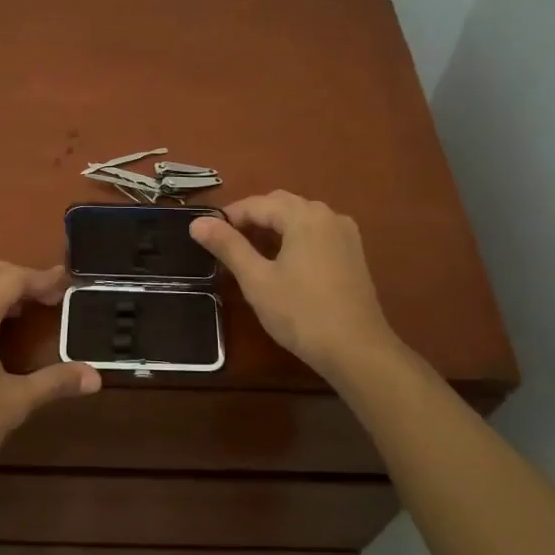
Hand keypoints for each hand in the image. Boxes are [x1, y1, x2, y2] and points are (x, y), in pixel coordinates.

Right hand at [191, 192, 399, 385]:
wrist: (357, 350)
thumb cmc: (302, 313)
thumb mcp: (257, 280)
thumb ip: (228, 246)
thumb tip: (197, 222)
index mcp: (304, 215)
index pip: (257, 204)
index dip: (229, 217)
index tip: (207, 235)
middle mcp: (328, 215)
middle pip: (281, 205)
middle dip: (252, 218)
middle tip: (226, 244)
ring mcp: (345, 233)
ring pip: (300, 217)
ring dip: (273, 227)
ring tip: (250, 253)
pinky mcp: (353, 253)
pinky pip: (316, 232)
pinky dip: (294, 238)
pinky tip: (283, 262)